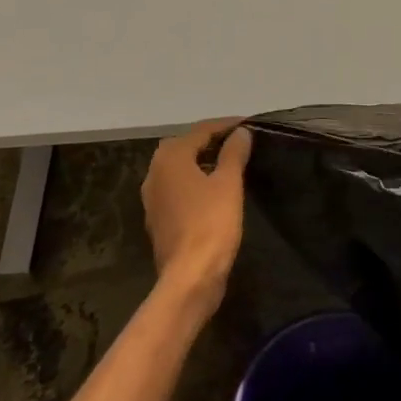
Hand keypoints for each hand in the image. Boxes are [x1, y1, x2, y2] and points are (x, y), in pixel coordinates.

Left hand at [142, 120, 250, 312]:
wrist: (190, 277)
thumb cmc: (211, 223)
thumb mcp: (228, 183)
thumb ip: (233, 153)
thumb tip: (240, 133)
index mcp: (170, 158)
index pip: (200, 130)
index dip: (225, 125)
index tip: (248, 123)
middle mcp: (154, 172)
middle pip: (184, 146)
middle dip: (210, 140)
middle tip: (237, 140)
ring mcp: (153, 198)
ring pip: (179, 168)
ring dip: (201, 161)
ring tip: (228, 161)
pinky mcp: (158, 218)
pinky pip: (177, 188)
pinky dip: (194, 181)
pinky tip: (213, 189)